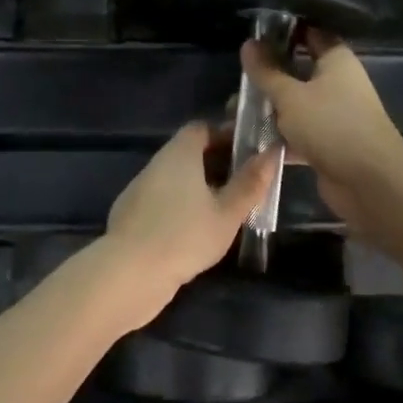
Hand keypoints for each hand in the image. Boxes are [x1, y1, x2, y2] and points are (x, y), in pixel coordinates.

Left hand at [103, 123, 276, 322]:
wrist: (129, 273)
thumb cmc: (185, 236)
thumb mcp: (227, 213)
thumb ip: (250, 183)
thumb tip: (273, 151)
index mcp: (179, 153)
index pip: (202, 129)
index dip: (226, 136)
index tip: (249, 153)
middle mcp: (157, 163)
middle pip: (189, 152)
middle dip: (217, 164)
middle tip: (244, 184)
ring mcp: (141, 188)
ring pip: (176, 178)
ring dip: (199, 187)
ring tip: (226, 209)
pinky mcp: (131, 214)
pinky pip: (163, 199)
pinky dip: (181, 205)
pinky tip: (195, 231)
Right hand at [242, 31, 402, 233]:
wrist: (369, 182)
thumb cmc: (331, 126)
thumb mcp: (290, 96)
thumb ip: (266, 71)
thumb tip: (248, 43)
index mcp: (336, 60)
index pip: (309, 33)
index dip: (283, 32)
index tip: (253, 36)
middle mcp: (338, 83)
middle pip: (299, 69)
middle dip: (269, 74)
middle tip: (238, 76)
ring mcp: (334, 114)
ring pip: (296, 103)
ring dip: (271, 107)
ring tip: (235, 109)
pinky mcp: (328, 143)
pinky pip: (299, 132)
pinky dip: (279, 135)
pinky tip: (251, 139)